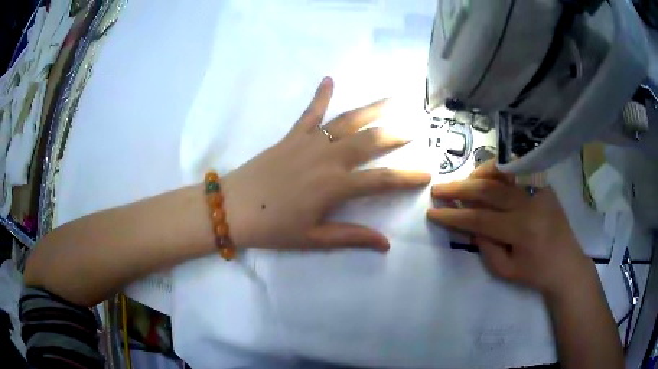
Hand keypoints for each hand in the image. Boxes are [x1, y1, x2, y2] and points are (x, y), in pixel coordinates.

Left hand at [223, 77, 430, 251]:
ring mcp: (309, 143)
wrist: (232, 208)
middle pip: (370, 142)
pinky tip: (329, 79)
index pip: (382, 180)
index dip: (407, 177)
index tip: (427, 173)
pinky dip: (320, 95)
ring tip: (394, 98)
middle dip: (395, 134)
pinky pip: (309, 113)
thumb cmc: (272, 228)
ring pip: (347, 121)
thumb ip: (351, 237)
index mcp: (335, 187)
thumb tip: (386, 244)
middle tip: (415, 127)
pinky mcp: (291, 136)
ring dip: (373, 109)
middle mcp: (327, 159)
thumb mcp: (314, 239)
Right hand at [427, 160, 589, 295]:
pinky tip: (487, 177)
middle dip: (459, 189)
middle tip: (438, 190)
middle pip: (488, 189)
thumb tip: (469, 224)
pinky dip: (498, 170)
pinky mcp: (543, 185)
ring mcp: (538, 190)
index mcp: (520, 230)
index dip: (453, 215)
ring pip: (502, 172)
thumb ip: (485, 246)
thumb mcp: (505, 270)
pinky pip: (517, 170)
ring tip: (463, 181)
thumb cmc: (536, 273)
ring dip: (477, 174)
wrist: (567, 264)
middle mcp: (529, 204)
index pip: (479, 218)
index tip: (433, 213)